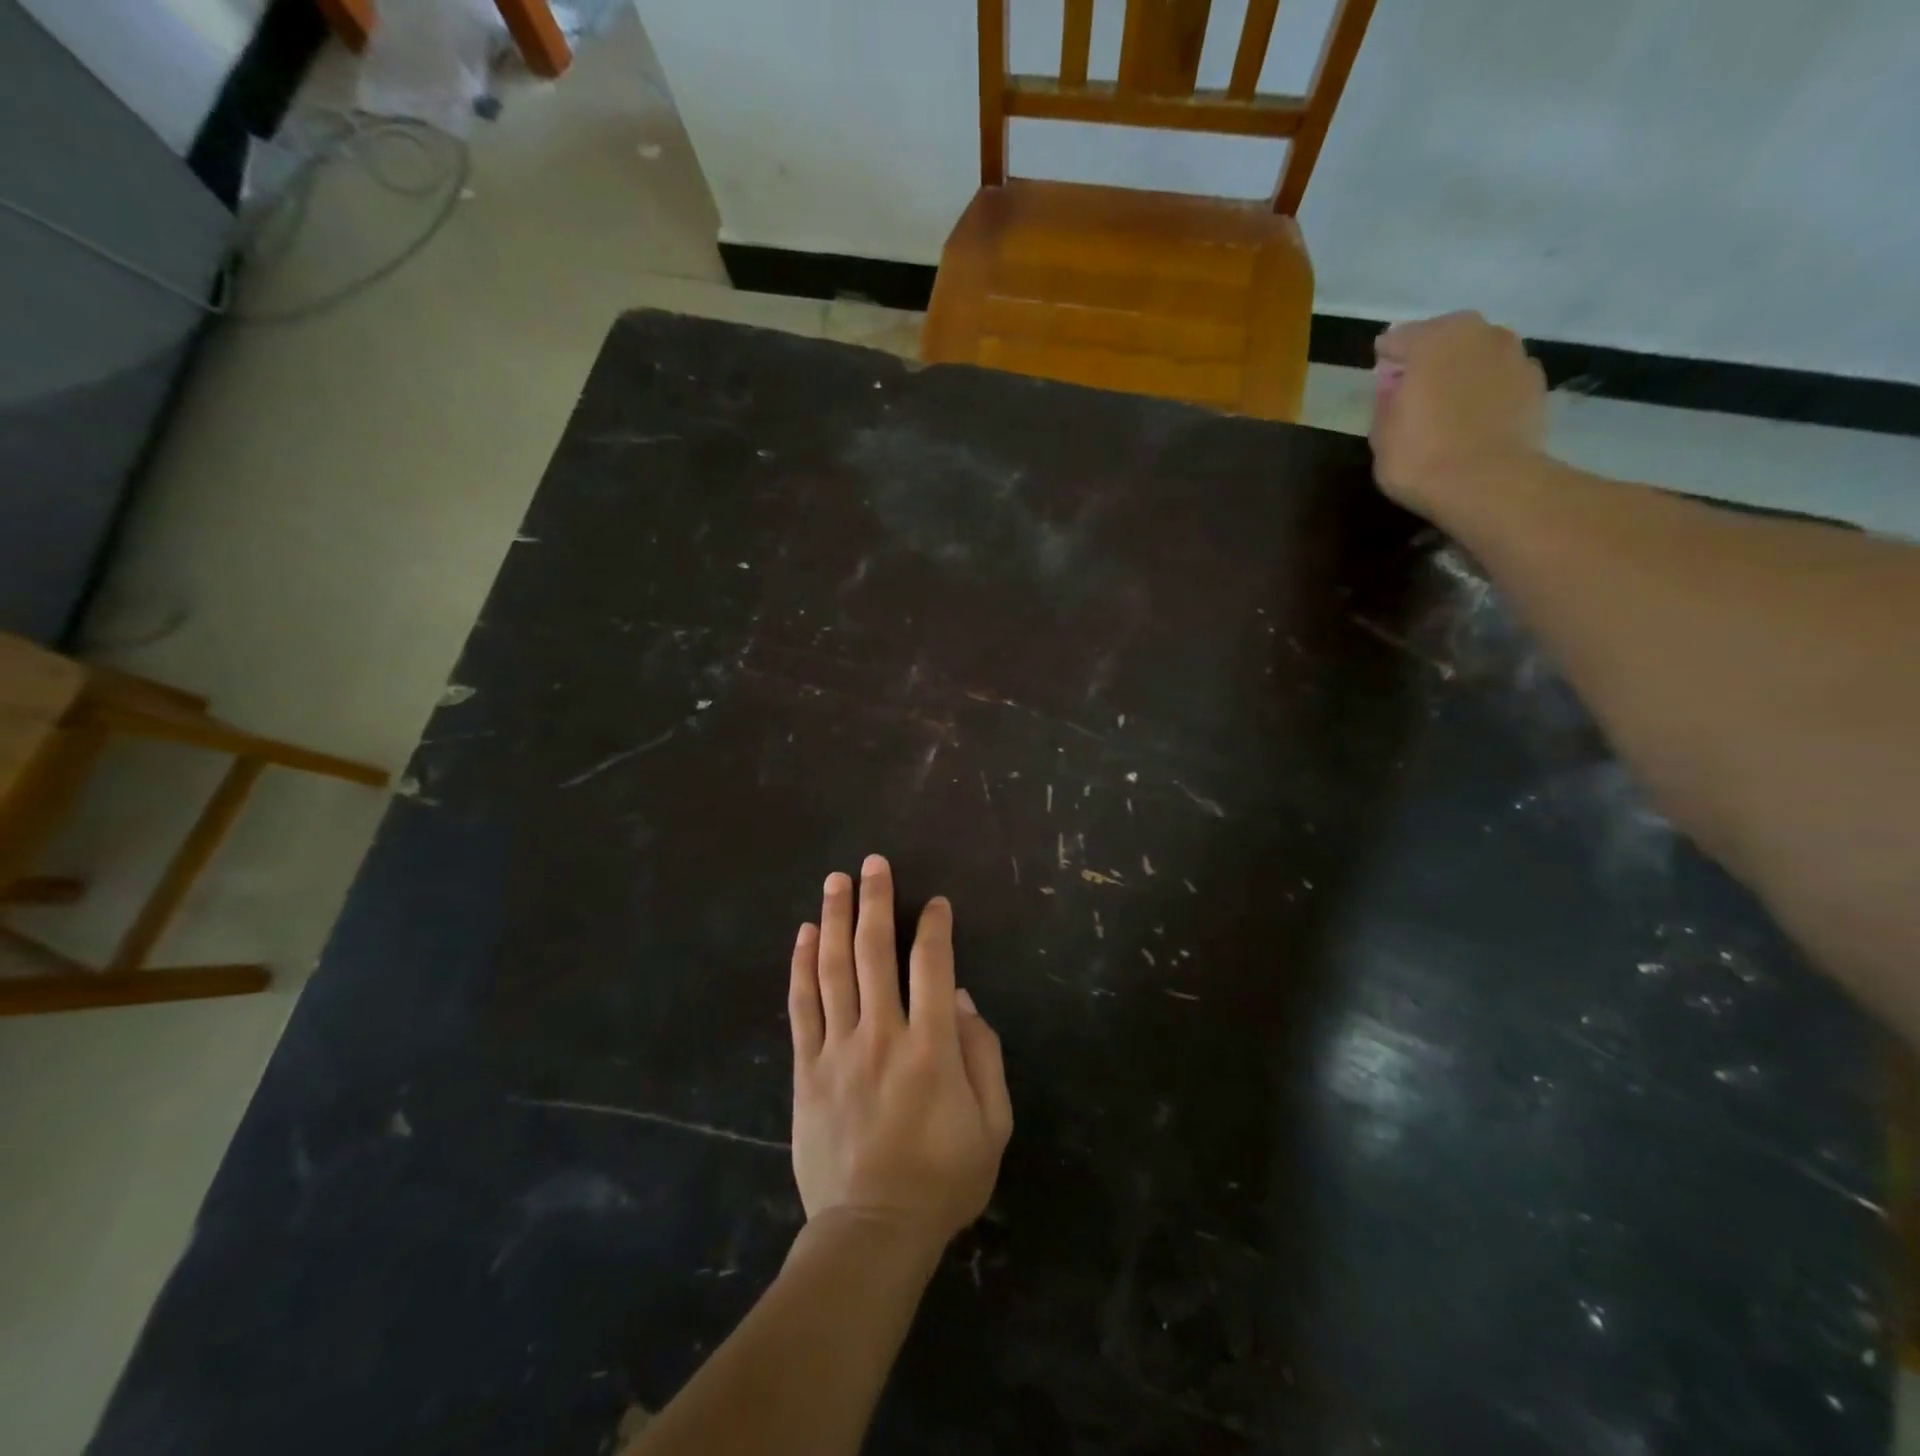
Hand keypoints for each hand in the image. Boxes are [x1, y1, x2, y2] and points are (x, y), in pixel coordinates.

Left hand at [788, 855, 1012, 1257]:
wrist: (872, 1232)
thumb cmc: (942, 1179)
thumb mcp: (992, 1126)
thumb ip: (984, 1057)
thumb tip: (962, 1000)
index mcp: (932, 1048)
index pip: (933, 967)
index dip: (936, 928)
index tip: (936, 903)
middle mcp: (883, 1035)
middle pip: (875, 953)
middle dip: (877, 902)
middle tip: (874, 863)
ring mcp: (839, 1050)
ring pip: (834, 969)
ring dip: (836, 920)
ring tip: (836, 881)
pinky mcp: (808, 1069)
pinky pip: (802, 1007)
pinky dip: (803, 966)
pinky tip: (806, 934)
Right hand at [1370, 311, 1547, 517]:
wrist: (1487, 483)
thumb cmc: (1420, 458)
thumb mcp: (1381, 434)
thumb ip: (1386, 401)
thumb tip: (1394, 384)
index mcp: (1432, 341)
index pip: (1398, 338)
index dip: (1387, 360)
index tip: (1381, 381)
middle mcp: (1477, 334)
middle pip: (1445, 336)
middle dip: (1429, 356)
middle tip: (1415, 388)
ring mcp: (1513, 354)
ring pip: (1477, 352)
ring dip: (1462, 368)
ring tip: (1449, 401)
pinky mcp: (1535, 381)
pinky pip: (1501, 375)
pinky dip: (1487, 387)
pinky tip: (1476, 414)